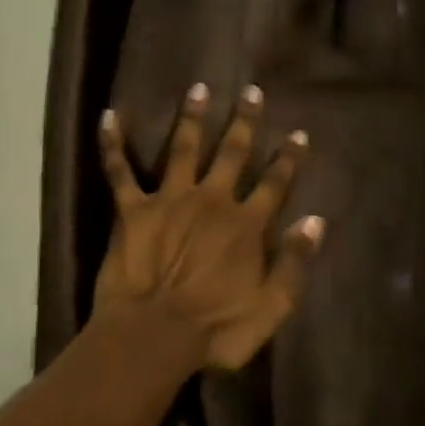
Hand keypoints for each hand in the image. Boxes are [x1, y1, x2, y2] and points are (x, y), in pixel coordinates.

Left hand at [94, 82, 324, 371]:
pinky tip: (109, 115)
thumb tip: (315, 221)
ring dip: (192, 118)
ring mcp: (170, 200)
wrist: (153, 337)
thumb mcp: (271, 308)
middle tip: (251, 91)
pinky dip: (112, 143)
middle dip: (244, 121)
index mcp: (245, 225)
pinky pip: (119, 171)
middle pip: (232, 153)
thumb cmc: (215, 330)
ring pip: (183, 148)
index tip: (299, 133)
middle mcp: (211, 201)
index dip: (289, 158)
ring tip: (198, 88)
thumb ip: (294, 263)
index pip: (274, 183)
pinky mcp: (132, 210)